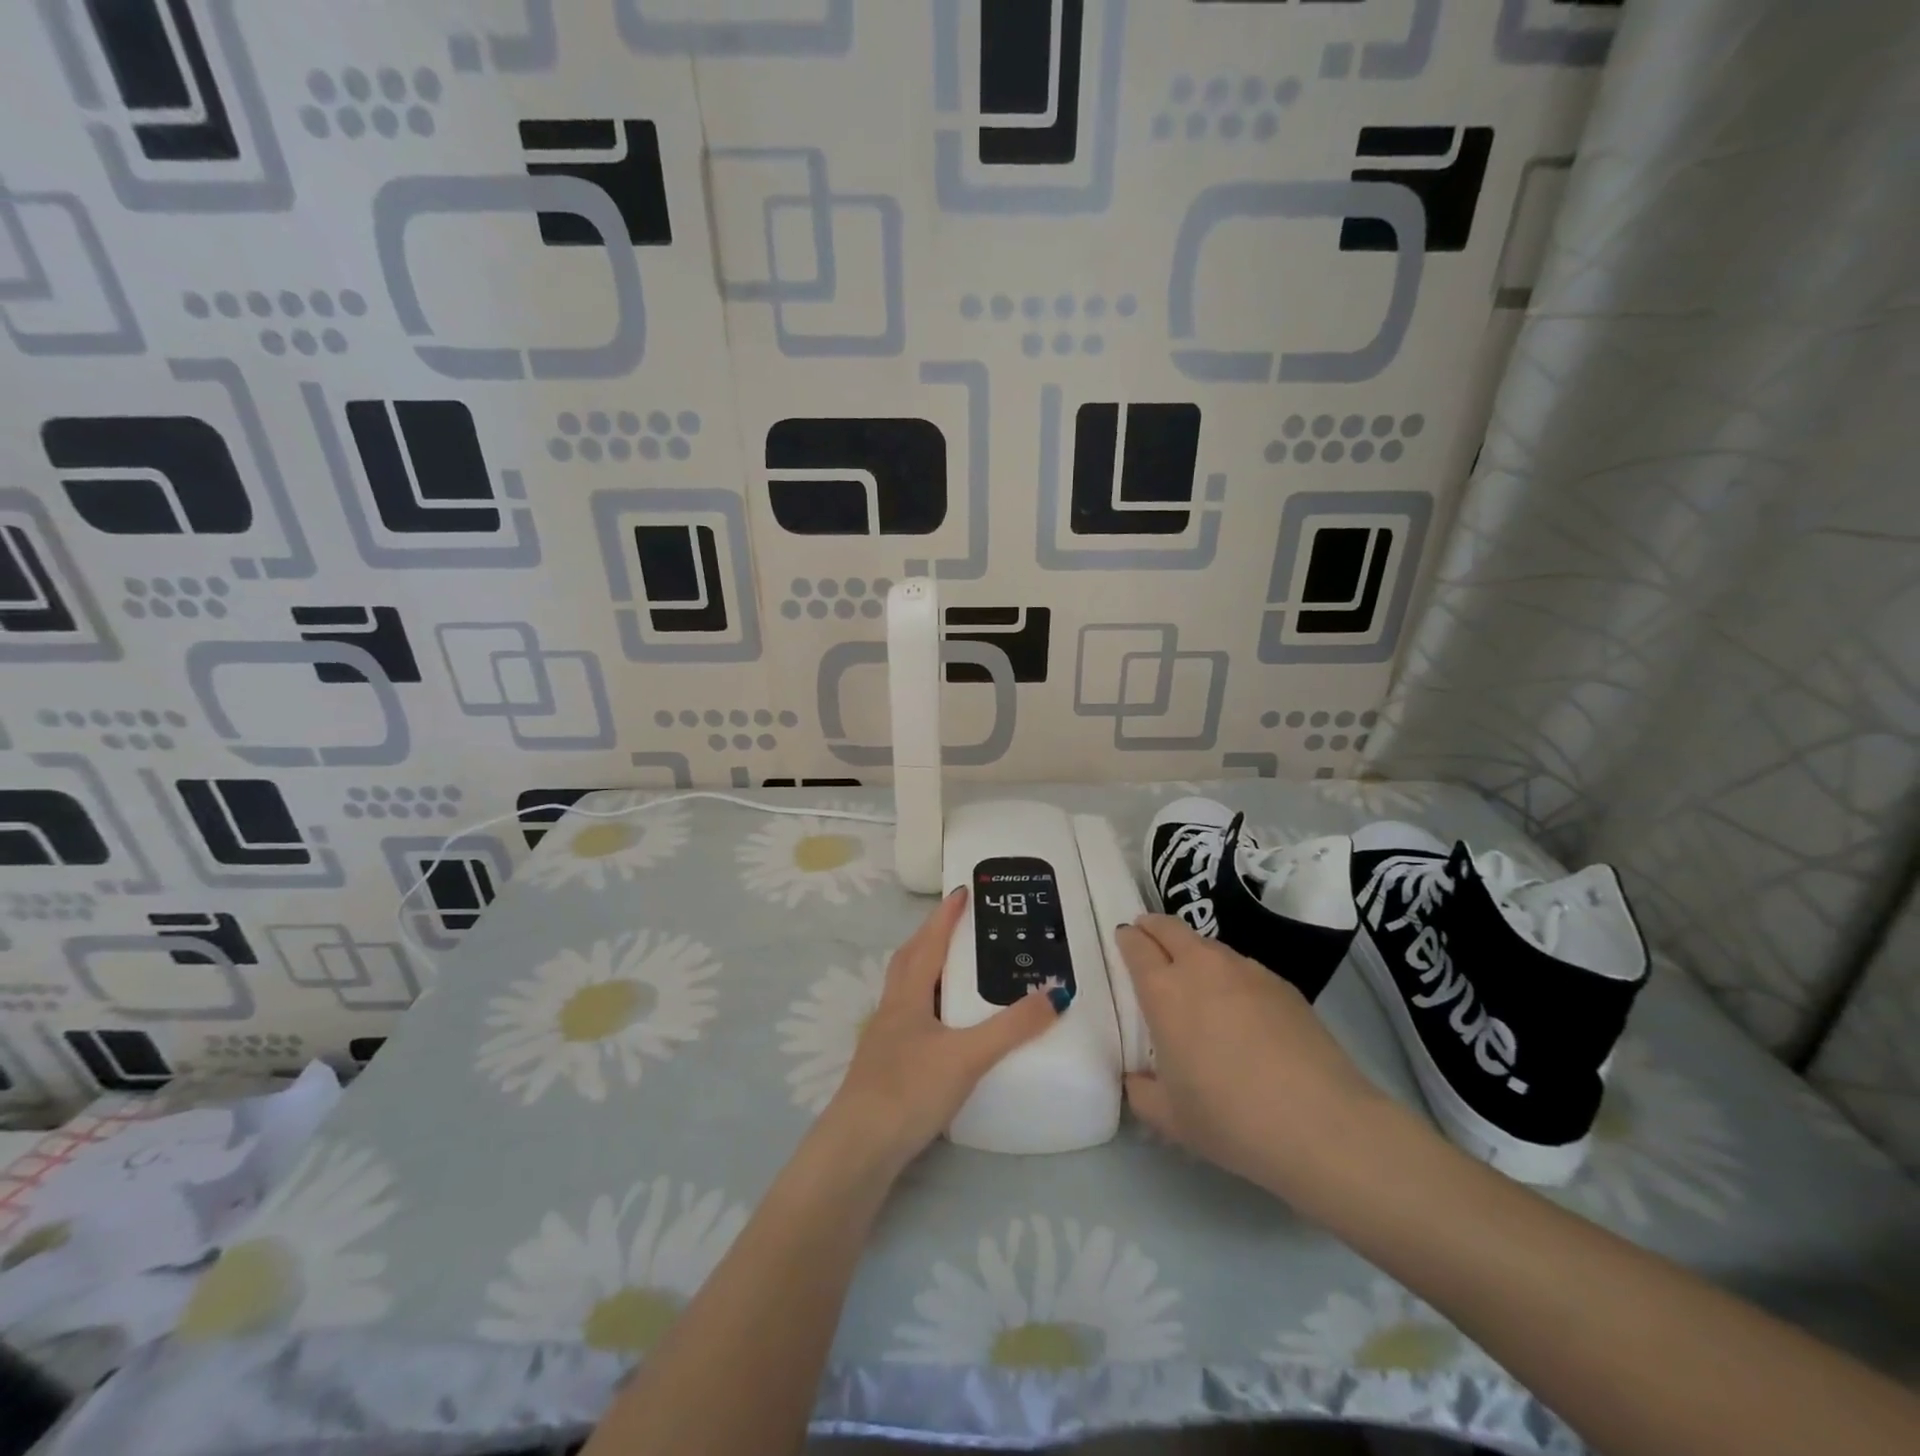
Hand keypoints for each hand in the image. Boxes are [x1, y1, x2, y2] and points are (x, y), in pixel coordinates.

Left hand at [820, 887, 1061, 1172]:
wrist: (859, 1148)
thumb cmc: (910, 1090)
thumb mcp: (968, 1055)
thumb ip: (1013, 1027)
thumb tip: (1057, 993)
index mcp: (908, 996)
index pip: (929, 943)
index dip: (945, 916)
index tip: (962, 891)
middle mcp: (892, 1009)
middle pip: (909, 959)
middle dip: (931, 936)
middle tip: (958, 924)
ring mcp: (884, 1039)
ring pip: (905, 990)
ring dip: (925, 969)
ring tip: (954, 970)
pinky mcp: (884, 1067)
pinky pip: (908, 1018)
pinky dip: (926, 1006)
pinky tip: (941, 1027)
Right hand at [1117, 914, 1389, 1197]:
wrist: (1321, 1124)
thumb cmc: (1229, 1118)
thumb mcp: (1169, 1117)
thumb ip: (1141, 1091)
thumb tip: (1137, 1077)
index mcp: (1164, 991)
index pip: (1136, 945)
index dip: (1127, 938)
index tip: (1123, 940)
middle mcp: (1201, 967)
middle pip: (1170, 927)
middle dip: (1153, 926)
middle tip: (1146, 936)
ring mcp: (1246, 970)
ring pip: (1208, 945)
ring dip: (1192, 951)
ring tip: (1194, 978)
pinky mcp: (1282, 984)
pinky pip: (1243, 967)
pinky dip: (1229, 975)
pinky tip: (1239, 1008)